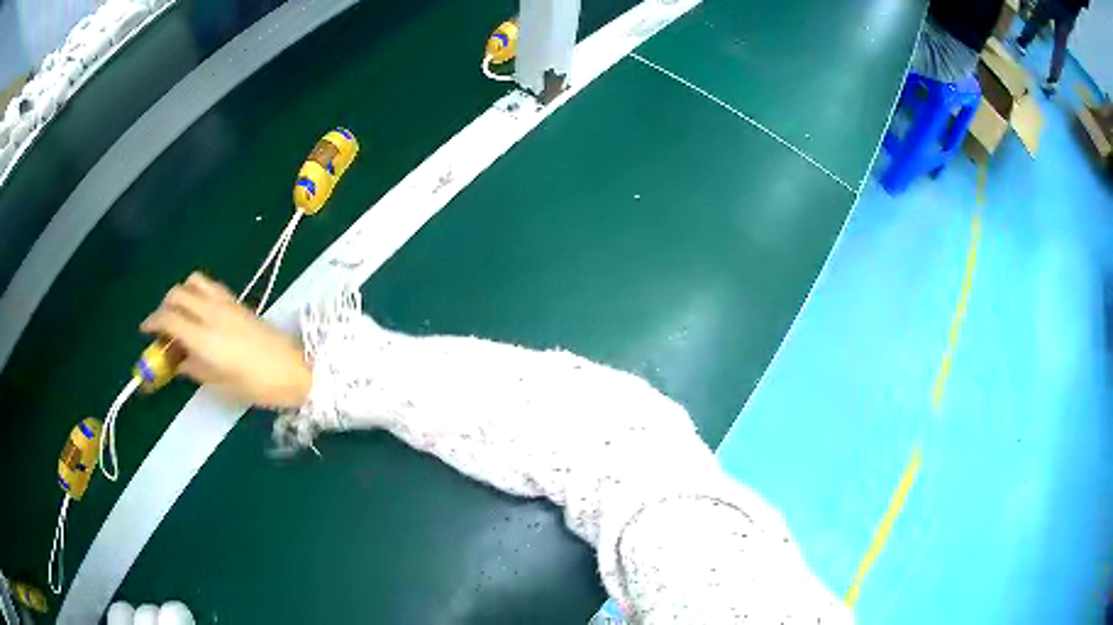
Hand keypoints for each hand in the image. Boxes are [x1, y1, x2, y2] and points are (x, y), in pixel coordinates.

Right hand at [140, 272, 311, 408]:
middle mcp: (211, 313)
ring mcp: (226, 302)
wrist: (293, 369)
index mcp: (204, 337)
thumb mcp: (220, 384)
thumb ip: (194, 368)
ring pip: (193, 282)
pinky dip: (197, 290)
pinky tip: (199, 309)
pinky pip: (210, 285)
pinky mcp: (237, 301)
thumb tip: (177, 361)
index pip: (169, 318)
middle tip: (161, 326)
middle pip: (177, 294)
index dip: (152, 321)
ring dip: (180, 293)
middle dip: (163, 306)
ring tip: (179, 314)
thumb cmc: (257, 386)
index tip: (145, 330)